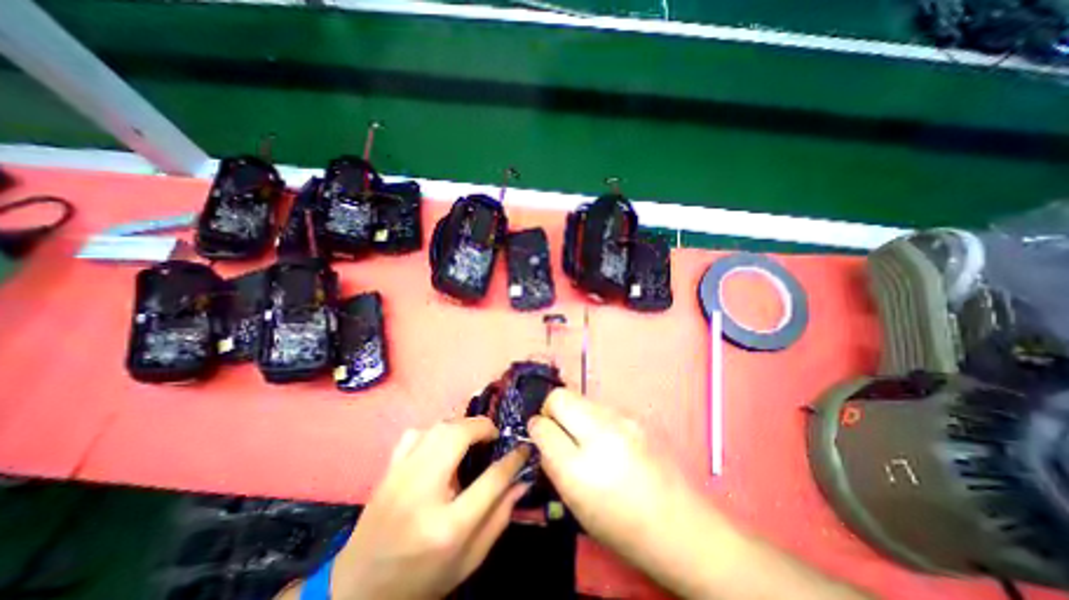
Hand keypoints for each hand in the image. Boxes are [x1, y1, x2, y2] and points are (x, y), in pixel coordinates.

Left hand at [325, 417, 524, 599]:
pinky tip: (440, 443)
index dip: (513, 459)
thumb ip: (499, 518)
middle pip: (458, 437)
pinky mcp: (388, 471)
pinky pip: (415, 434)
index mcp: (448, 527)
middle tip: (494, 435)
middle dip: (483, 427)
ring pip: (437, 428)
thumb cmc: (421, 581)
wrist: (358, 593)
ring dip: (462, 425)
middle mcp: (422, 493)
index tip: (523, 448)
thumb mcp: (469, 560)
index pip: (491, 479)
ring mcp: (400, 477)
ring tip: (473, 435)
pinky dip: (434, 430)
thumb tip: (522, 482)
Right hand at [527, 388, 726, 595]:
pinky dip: (594, 417)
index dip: (537, 425)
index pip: (543, 422)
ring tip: (585, 438)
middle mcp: (601, 432)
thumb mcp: (574, 501)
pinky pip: (601, 406)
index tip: (540, 434)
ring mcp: (622, 418)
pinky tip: (607, 439)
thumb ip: (552, 461)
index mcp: (580, 466)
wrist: (679, 525)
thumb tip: (540, 431)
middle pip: (561, 396)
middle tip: (558, 430)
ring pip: (581, 398)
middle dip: (552, 409)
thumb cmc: (621, 524)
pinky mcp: (636, 415)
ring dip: (575, 413)